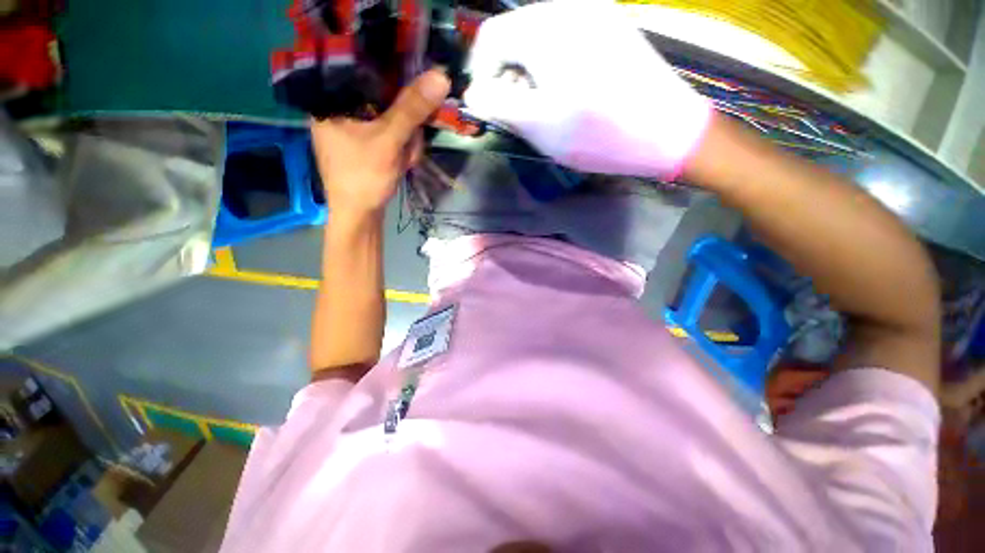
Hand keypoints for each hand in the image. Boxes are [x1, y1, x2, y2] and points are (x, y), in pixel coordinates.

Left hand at [311, 70, 450, 218]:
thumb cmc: (364, 178)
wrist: (359, 217)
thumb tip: (440, 76)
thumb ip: (411, 109)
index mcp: (331, 99)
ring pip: (391, 119)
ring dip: (406, 141)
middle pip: (383, 99)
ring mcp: (353, 129)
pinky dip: (401, 149)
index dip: (395, 80)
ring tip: (403, 162)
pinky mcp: (365, 144)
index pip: (365, 70)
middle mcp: (339, 109)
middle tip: (407, 147)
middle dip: (405, 126)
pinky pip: (390, 135)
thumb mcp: (388, 140)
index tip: (413, 99)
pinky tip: (401, 163)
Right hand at [464, 0, 710, 178]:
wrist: (667, 130)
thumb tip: (473, 93)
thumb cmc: (597, 133)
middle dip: (507, 75)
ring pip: (538, 38)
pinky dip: (551, 66)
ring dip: (529, 73)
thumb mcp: (538, 124)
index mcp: (545, 27)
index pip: (489, 36)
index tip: (490, 106)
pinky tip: (565, 93)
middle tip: (519, 113)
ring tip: (543, 108)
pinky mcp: (609, 27)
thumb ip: (498, 105)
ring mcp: (593, 13)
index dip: (482, 74)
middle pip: (514, 35)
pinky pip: (563, 40)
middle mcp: (567, 7)